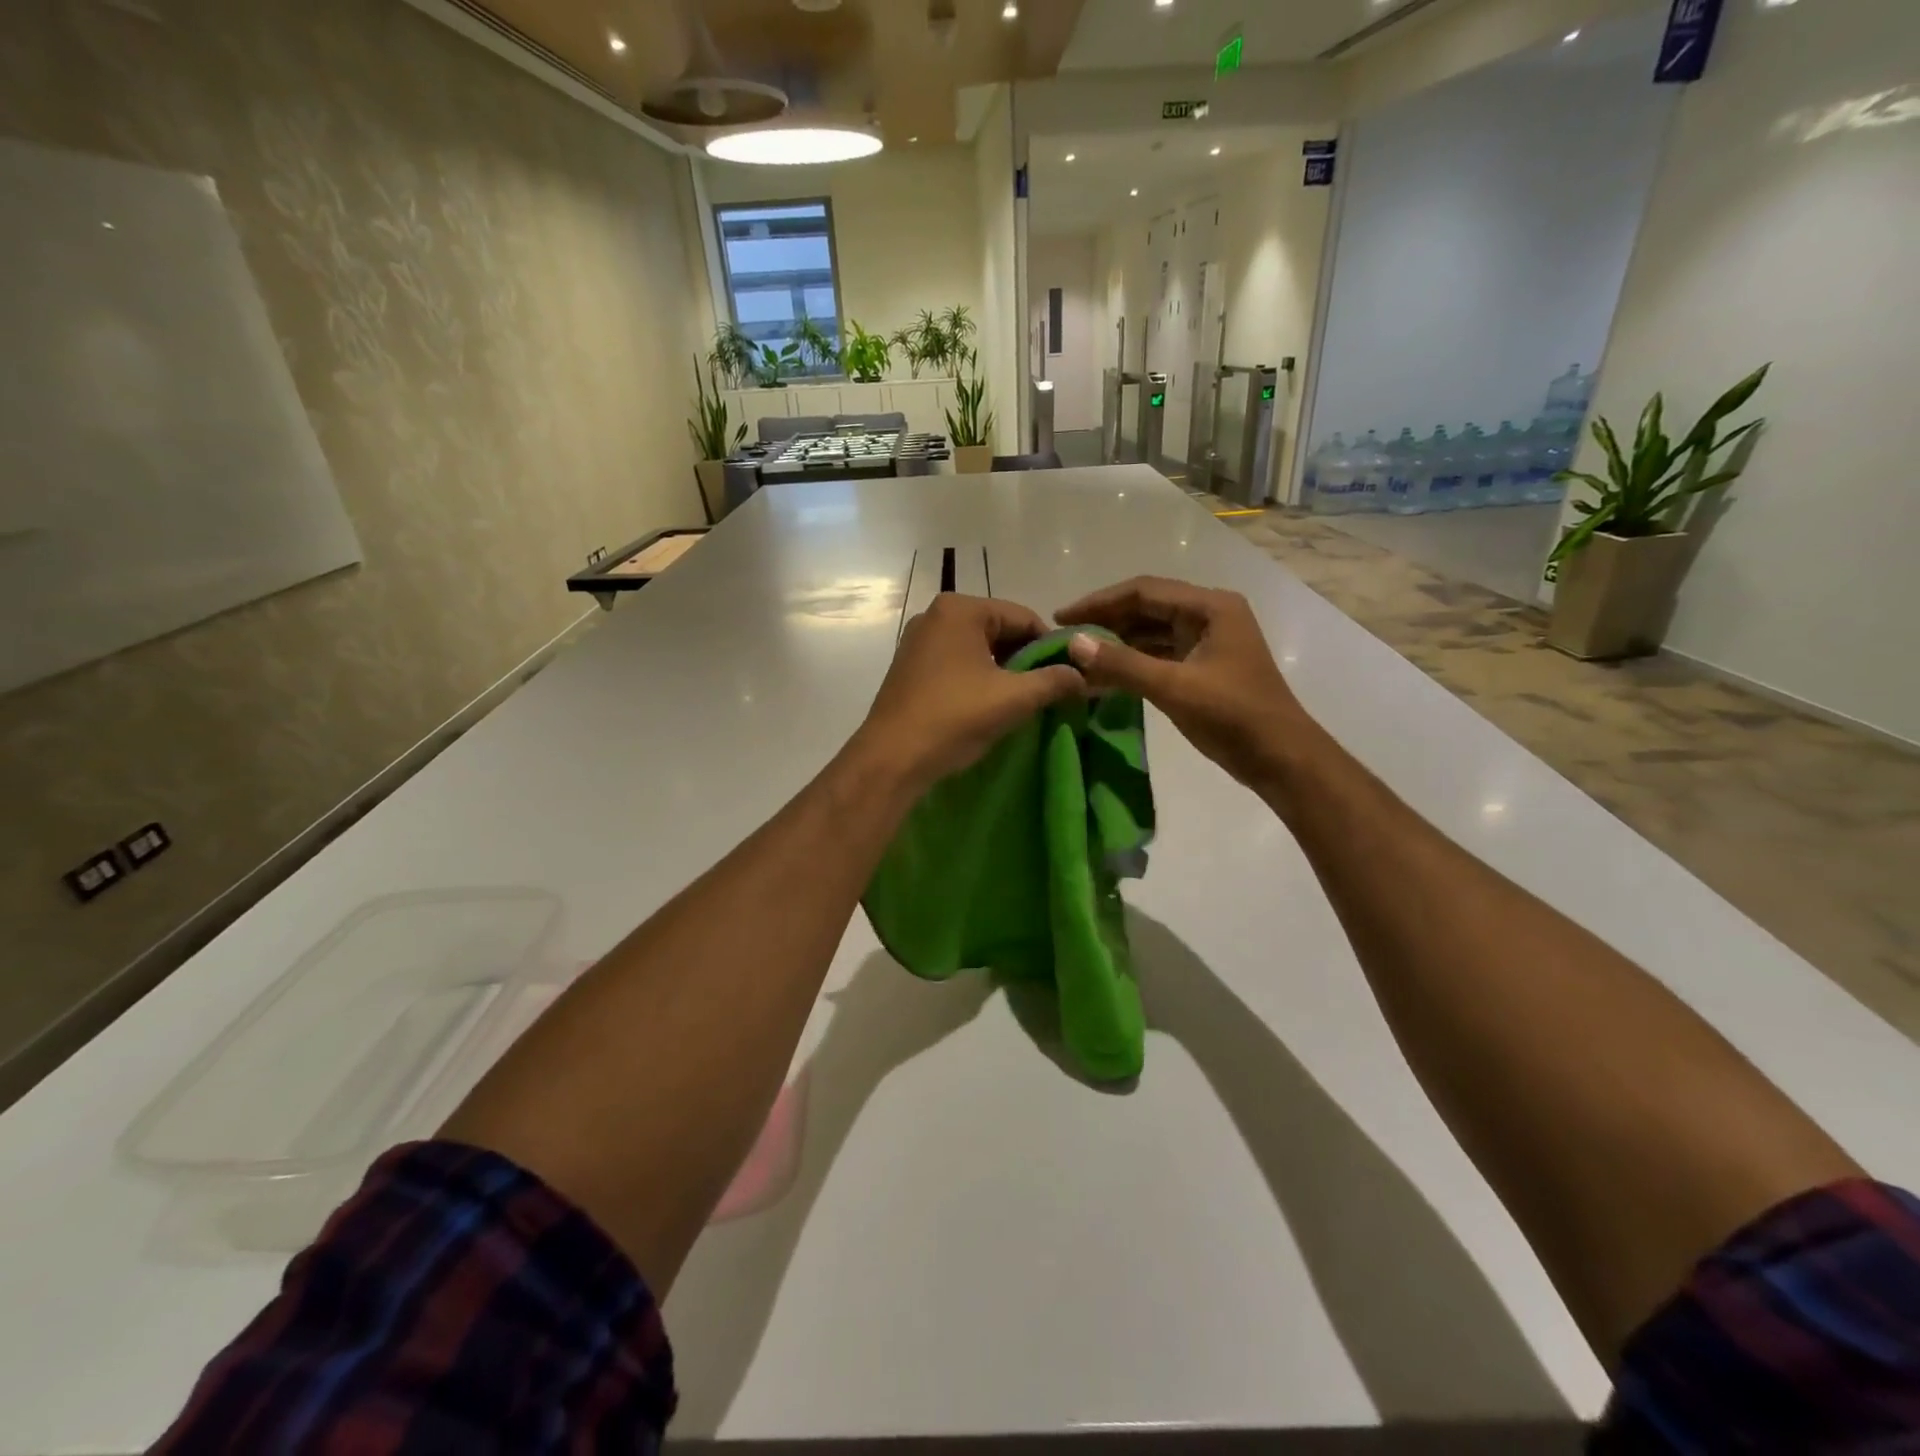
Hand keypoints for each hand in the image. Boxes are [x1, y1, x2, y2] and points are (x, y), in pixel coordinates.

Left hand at [853, 594, 1085, 792]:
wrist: (891, 759)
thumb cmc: (954, 718)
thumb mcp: (1014, 698)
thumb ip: (1054, 681)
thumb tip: (1085, 676)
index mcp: (960, 609)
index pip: (1023, 617)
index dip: (1052, 646)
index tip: (1070, 675)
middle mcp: (935, 615)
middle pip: (999, 630)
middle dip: (1026, 659)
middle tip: (1048, 690)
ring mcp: (917, 640)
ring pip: (977, 648)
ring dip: (1003, 670)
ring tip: (1022, 700)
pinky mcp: (909, 666)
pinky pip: (956, 662)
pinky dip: (978, 677)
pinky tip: (988, 704)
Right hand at [1057, 576, 1307, 794]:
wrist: (1281, 758)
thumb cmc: (1233, 716)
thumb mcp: (1173, 688)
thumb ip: (1122, 664)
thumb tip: (1074, 642)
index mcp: (1210, 607)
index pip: (1143, 591)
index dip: (1098, 603)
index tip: (1060, 618)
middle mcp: (1209, 615)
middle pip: (1146, 608)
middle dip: (1105, 622)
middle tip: (1064, 638)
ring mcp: (1207, 641)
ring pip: (1151, 633)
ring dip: (1116, 644)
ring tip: (1078, 658)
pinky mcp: (1203, 667)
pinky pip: (1159, 655)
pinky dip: (1132, 663)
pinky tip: (1104, 677)